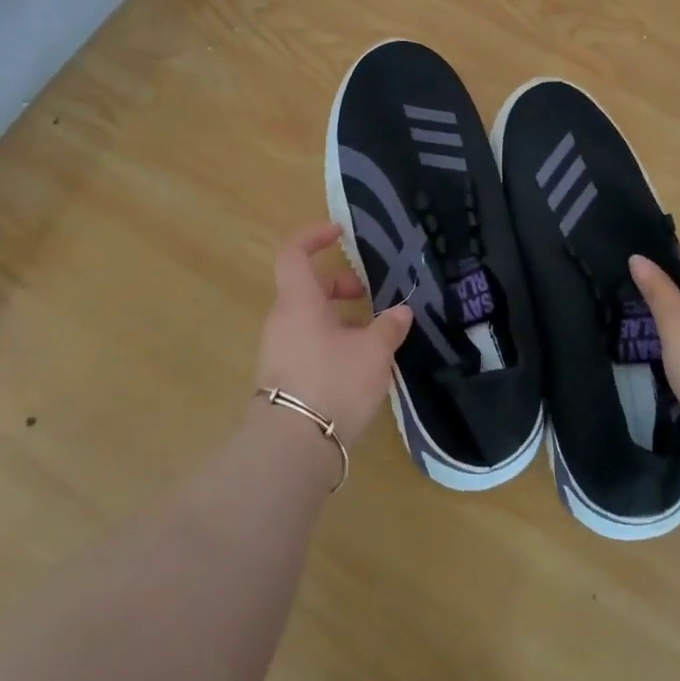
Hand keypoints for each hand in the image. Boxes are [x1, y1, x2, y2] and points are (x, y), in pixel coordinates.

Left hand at [254, 222, 411, 445]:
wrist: (291, 447)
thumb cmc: (332, 383)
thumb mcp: (373, 352)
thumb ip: (389, 327)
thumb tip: (401, 312)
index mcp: (298, 301)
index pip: (294, 253)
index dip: (314, 236)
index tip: (340, 233)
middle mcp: (283, 320)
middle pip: (307, 288)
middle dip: (340, 285)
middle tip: (370, 296)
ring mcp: (279, 351)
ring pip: (309, 319)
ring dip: (340, 318)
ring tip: (373, 335)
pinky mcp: (283, 378)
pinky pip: (308, 344)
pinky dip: (332, 342)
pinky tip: (359, 365)